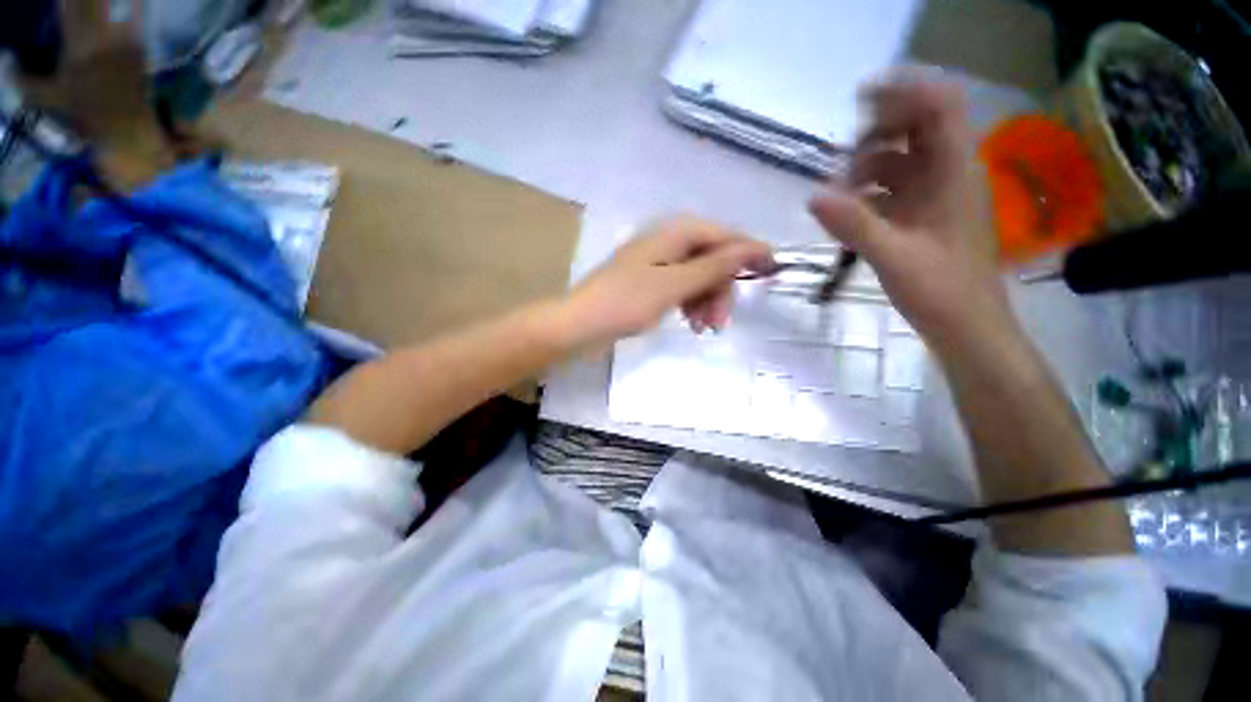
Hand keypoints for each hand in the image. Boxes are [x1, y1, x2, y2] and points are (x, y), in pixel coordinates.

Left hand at [561, 216, 772, 349]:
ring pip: (697, 277)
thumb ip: (714, 266)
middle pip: (711, 259)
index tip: (773, 272)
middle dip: (721, 289)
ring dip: (706, 301)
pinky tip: (692, 323)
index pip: (724, 235)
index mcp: (674, 233)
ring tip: (704, 329)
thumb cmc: (626, 302)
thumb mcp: (675, 285)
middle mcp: (668, 241)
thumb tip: (754, 247)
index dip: (749, 252)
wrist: (580, 324)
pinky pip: (681, 288)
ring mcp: (657, 263)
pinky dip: (690, 304)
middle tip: (719, 323)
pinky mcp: (649, 282)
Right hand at [809, 78, 1014, 352]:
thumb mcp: (892, 256)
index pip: (939, 107)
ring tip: (837, 193)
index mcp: (954, 173)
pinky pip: (894, 190)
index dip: (905, 92)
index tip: (862, 100)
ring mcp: (936, 196)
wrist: (965, 326)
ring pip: (901, 161)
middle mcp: (948, 175)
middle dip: (877, 134)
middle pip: (917, 129)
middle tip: (839, 159)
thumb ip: (853, 224)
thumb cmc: (939, 290)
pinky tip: (847, 212)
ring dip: (867, 168)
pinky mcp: (923, 217)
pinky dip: (868, 193)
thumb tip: (812, 196)